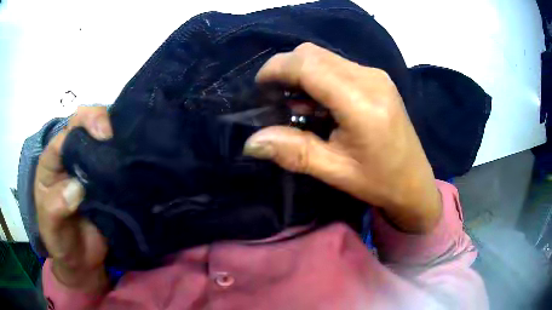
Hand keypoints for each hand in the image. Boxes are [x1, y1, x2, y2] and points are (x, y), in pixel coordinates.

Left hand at [35, 106, 111, 291]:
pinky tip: (137, 155)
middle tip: (113, 135)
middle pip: (82, 123)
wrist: (82, 260)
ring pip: (102, 136)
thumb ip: (55, 207)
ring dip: (116, 133)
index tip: (102, 138)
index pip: (65, 135)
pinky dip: (126, 153)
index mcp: (52, 162)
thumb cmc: (60, 241)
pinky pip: (117, 159)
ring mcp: (90, 166)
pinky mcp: (108, 179)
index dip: (81, 129)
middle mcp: (71, 157)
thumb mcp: (50, 228)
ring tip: (129, 143)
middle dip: (98, 119)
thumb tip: (76, 188)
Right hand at [244, 43, 441, 233]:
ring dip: (301, 74)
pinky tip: (318, 104)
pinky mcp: (377, 79)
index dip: (277, 70)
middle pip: (313, 54)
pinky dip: (318, 78)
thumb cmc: (379, 181)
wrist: (414, 182)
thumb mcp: (335, 171)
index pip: (308, 65)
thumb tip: (251, 142)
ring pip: (324, 57)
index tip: (259, 89)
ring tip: (295, 106)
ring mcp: (376, 75)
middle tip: (274, 100)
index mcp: (361, 102)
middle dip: (286, 70)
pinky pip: (338, 66)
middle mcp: (370, 78)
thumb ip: (293, 151)